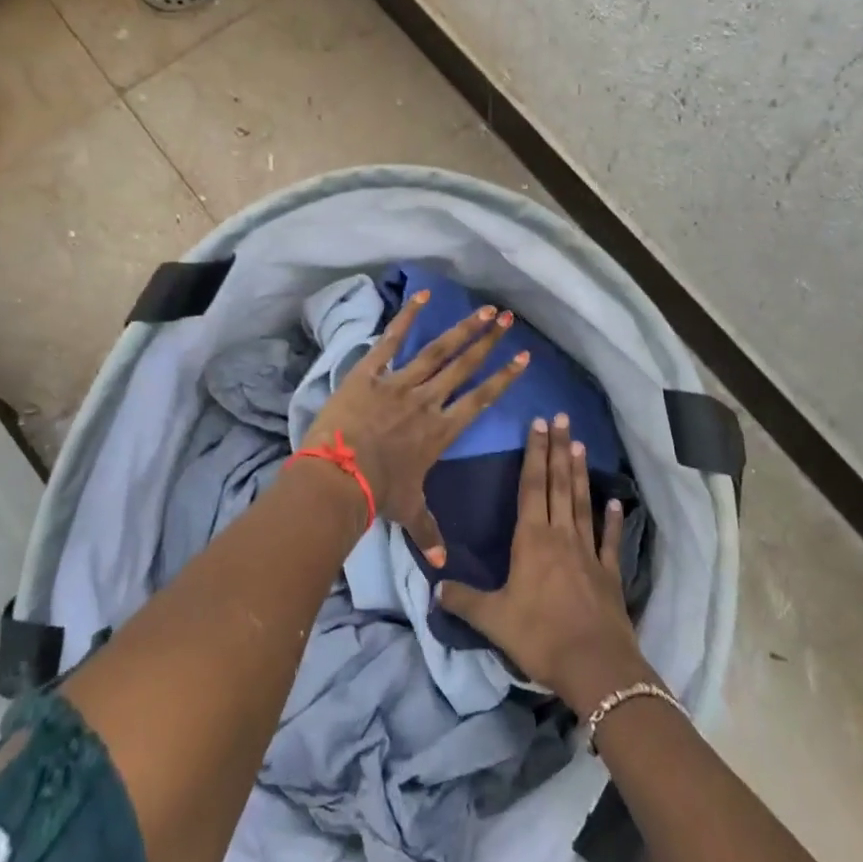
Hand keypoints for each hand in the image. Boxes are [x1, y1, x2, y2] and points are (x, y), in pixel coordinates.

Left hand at [301, 291, 529, 560]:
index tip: (523, 359)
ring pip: (438, 350)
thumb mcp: (407, 511)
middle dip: (489, 342)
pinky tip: (423, 296)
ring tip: (483, 309)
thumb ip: (428, 531)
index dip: (503, 378)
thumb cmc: (377, 495)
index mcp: (441, 431)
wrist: (338, 478)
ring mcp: (399, 383)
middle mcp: (428, 401)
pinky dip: (407, 317)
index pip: (481, 400)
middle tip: (508, 319)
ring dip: (463, 328)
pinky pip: (392, 340)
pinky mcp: (370, 373)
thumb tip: (443, 565)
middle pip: (465, 367)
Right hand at [435, 415, 653, 708]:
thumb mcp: (493, 619)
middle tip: (562, 417)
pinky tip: (614, 500)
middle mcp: (561, 536)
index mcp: (532, 540)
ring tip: (579, 443)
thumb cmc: (540, 636)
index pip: (531, 487)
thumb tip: (435, 587)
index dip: (533, 454)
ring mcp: (588, 552)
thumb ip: (464, 600)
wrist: (595, 665)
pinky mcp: (609, 573)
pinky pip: (609, 539)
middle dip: (557, 449)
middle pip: (558, 485)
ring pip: (582, 503)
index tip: (537, 424)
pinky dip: (612, 519)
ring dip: (580, 473)